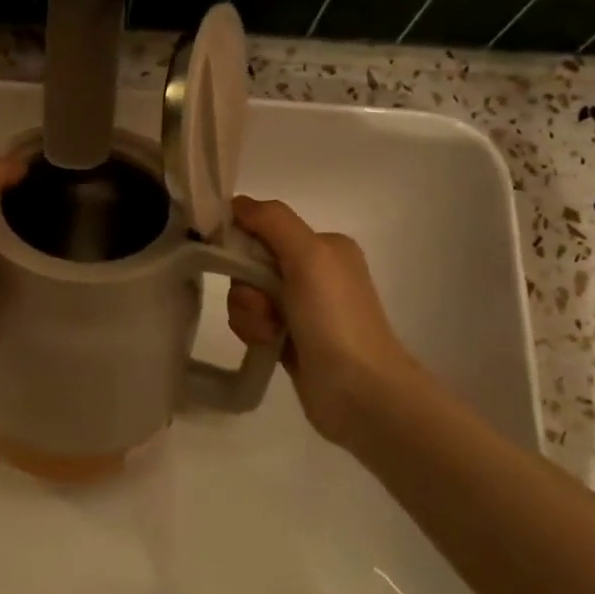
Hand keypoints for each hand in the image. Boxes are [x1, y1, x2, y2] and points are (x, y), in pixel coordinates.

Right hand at [226, 196, 418, 447]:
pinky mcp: (291, 339)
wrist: (360, 391)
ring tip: (268, 333)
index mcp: (325, 246)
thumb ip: (272, 220)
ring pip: (248, 295)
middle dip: (246, 285)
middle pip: (252, 263)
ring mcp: (303, 308)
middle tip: (263, 307)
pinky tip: (267, 344)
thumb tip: (236, 201)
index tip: (233, 261)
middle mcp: (316, 273)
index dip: (242, 242)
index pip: (265, 228)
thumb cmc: (335, 317)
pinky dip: (253, 330)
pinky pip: (253, 321)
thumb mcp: (308, 255)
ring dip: (248, 312)